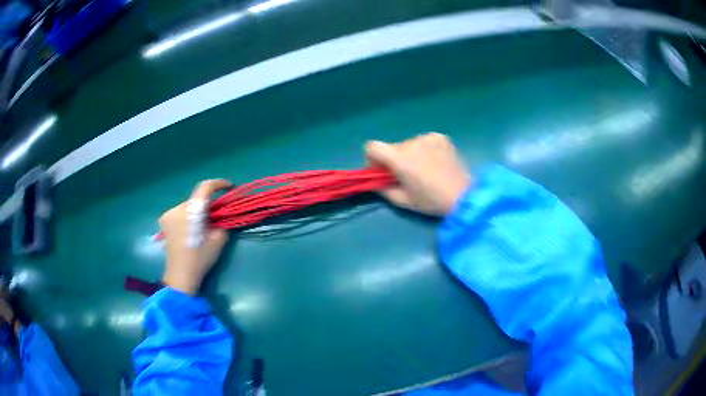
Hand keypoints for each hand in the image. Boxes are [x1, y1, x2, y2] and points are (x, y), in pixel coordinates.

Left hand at [160, 179, 231, 294]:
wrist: (180, 275)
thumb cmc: (200, 258)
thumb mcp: (219, 240)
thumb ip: (222, 222)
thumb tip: (222, 215)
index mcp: (192, 210)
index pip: (206, 187)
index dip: (219, 184)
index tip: (229, 188)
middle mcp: (178, 207)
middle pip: (197, 198)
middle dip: (208, 203)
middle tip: (217, 215)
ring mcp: (169, 214)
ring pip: (188, 206)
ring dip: (197, 211)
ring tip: (203, 225)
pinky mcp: (164, 221)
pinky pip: (180, 212)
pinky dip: (188, 216)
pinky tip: (191, 229)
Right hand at [366, 133, 470, 215]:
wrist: (463, 195)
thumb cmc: (431, 201)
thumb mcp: (403, 201)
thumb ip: (383, 189)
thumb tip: (375, 182)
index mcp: (399, 158)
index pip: (372, 147)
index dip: (373, 159)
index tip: (382, 171)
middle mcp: (411, 142)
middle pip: (392, 147)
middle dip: (394, 160)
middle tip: (408, 175)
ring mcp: (427, 137)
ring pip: (408, 144)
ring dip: (411, 154)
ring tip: (426, 170)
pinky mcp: (440, 137)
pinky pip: (423, 141)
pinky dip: (425, 150)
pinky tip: (436, 162)